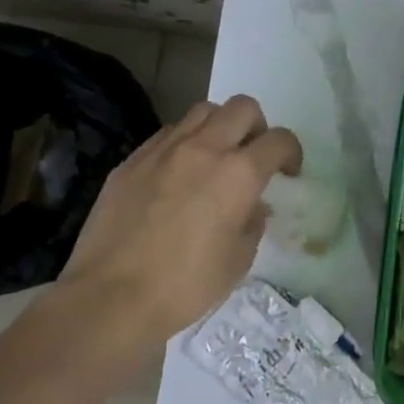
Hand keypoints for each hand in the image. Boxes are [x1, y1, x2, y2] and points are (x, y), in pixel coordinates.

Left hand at [53, 96, 301, 354]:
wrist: (111, 296)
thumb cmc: (186, 285)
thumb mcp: (239, 260)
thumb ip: (252, 222)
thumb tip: (252, 206)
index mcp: (239, 173)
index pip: (279, 140)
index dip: (291, 152)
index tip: (287, 172)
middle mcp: (204, 148)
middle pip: (243, 107)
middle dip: (257, 127)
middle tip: (253, 157)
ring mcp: (163, 150)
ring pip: (202, 111)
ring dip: (219, 127)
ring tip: (215, 158)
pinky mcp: (132, 160)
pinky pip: (168, 134)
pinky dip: (184, 142)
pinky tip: (178, 174)